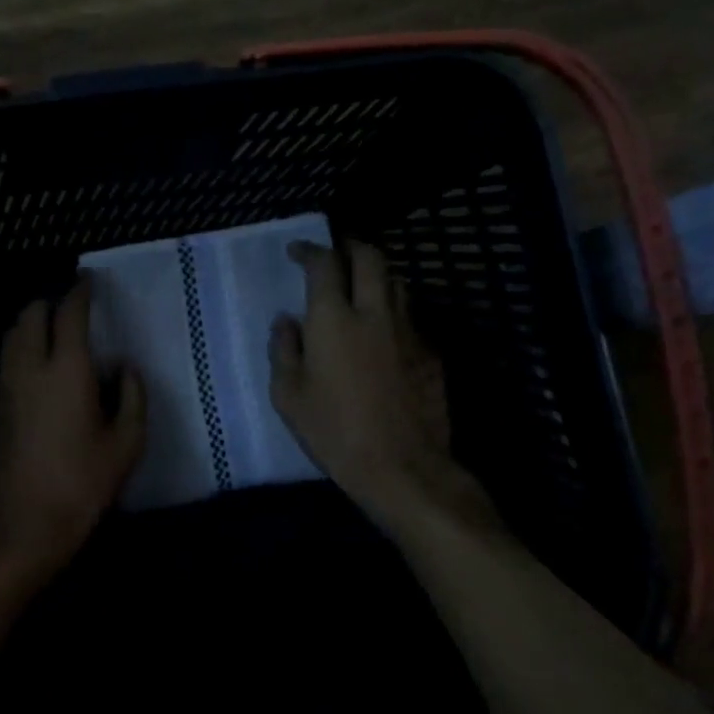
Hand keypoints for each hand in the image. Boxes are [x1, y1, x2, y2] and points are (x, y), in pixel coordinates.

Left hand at [0, 277, 145, 593]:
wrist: (23, 527)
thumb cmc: (82, 484)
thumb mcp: (126, 444)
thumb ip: (132, 396)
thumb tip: (124, 368)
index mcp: (66, 370)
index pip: (69, 313)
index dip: (79, 291)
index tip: (88, 280)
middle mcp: (28, 368)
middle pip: (29, 315)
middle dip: (48, 303)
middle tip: (69, 310)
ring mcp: (3, 388)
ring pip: (10, 337)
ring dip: (29, 326)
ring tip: (51, 336)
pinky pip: (4, 364)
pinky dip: (20, 354)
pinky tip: (36, 375)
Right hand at [268, 240, 466, 520]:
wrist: (402, 467)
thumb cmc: (333, 431)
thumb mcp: (288, 395)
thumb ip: (283, 349)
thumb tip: (287, 321)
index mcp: (333, 319)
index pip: (324, 264)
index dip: (310, 250)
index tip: (297, 252)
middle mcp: (374, 313)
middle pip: (370, 257)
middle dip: (351, 246)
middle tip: (336, 252)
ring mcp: (409, 330)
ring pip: (397, 282)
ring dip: (377, 275)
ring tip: (361, 286)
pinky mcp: (431, 352)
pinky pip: (411, 316)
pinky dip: (394, 311)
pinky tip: (384, 331)